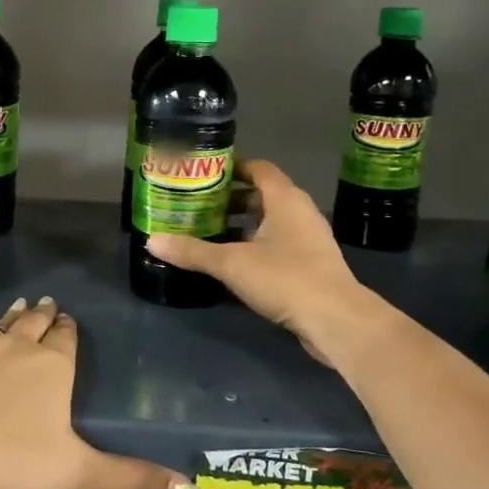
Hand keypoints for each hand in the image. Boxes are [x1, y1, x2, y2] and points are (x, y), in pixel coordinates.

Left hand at [0, 298, 194, 488]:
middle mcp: (16, 345)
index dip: (68, 329)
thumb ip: (132, 479)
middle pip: (33, 322)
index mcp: (51, 367)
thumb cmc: (9, 460)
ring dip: (8, 318)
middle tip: (45, 304)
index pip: (66, 338)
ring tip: (15, 309)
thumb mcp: (76, 474)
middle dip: (41, 314)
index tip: (68, 320)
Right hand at [144, 158, 385, 366]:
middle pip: (262, 196)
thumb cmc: (286, 278)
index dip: (233, 167)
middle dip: (230, 200)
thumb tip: (151, 240)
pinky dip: (254, 247)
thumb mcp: (232, 263)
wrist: (336, 321)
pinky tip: (231, 263)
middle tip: (197, 205)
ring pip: (269, 223)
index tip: (204, 173)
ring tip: (207, 233)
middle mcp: (299, 213)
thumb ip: (193, 251)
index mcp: (285, 199)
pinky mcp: (310, 266)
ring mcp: (308, 240)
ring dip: (241, 226)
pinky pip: (277, 245)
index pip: (259, 168)